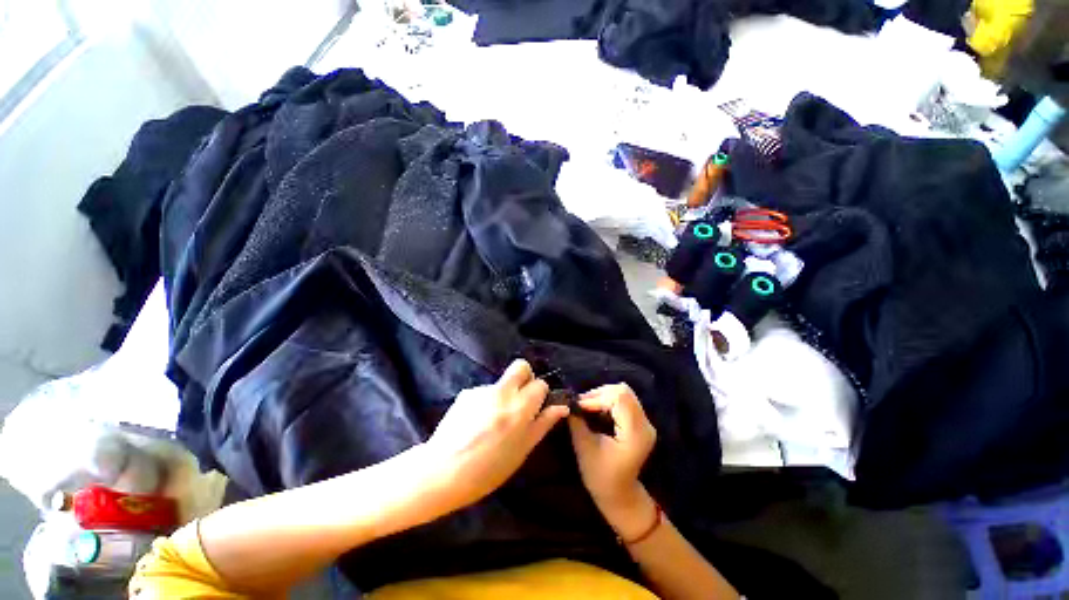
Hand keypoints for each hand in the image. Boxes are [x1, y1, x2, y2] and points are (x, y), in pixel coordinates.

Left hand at [424, 359, 568, 511]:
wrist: (442, 472)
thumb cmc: (488, 470)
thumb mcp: (522, 450)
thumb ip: (543, 424)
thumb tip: (561, 407)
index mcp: (520, 407)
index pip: (540, 384)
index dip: (540, 395)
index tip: (535, 408)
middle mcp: (502, 392)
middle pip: (521, 366)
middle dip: (526, 377)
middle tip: (521, 399)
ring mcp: (482, 390)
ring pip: (502, 381)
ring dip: (504, 393)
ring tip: (492, 421)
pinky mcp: (466, 392)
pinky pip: (484, 391)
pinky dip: (486, 401)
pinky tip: (476, 422)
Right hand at [568, 384, 656, 530]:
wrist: (620, 496)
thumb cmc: (601, 476)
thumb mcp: (584, 448)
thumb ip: (577, 421)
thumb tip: (568, 402)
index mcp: (635, 433)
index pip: (619, 398)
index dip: (596, 397)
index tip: (578, 406)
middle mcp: (645, 424)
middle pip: (623, 391)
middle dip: (599, 393)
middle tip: (581, 404)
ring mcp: (645, 422)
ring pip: (624, 393)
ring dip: (603, 395)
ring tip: (587, 406)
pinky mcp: (640, 422)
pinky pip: (624, 401)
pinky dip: (608, 400)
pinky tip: (597, 410)